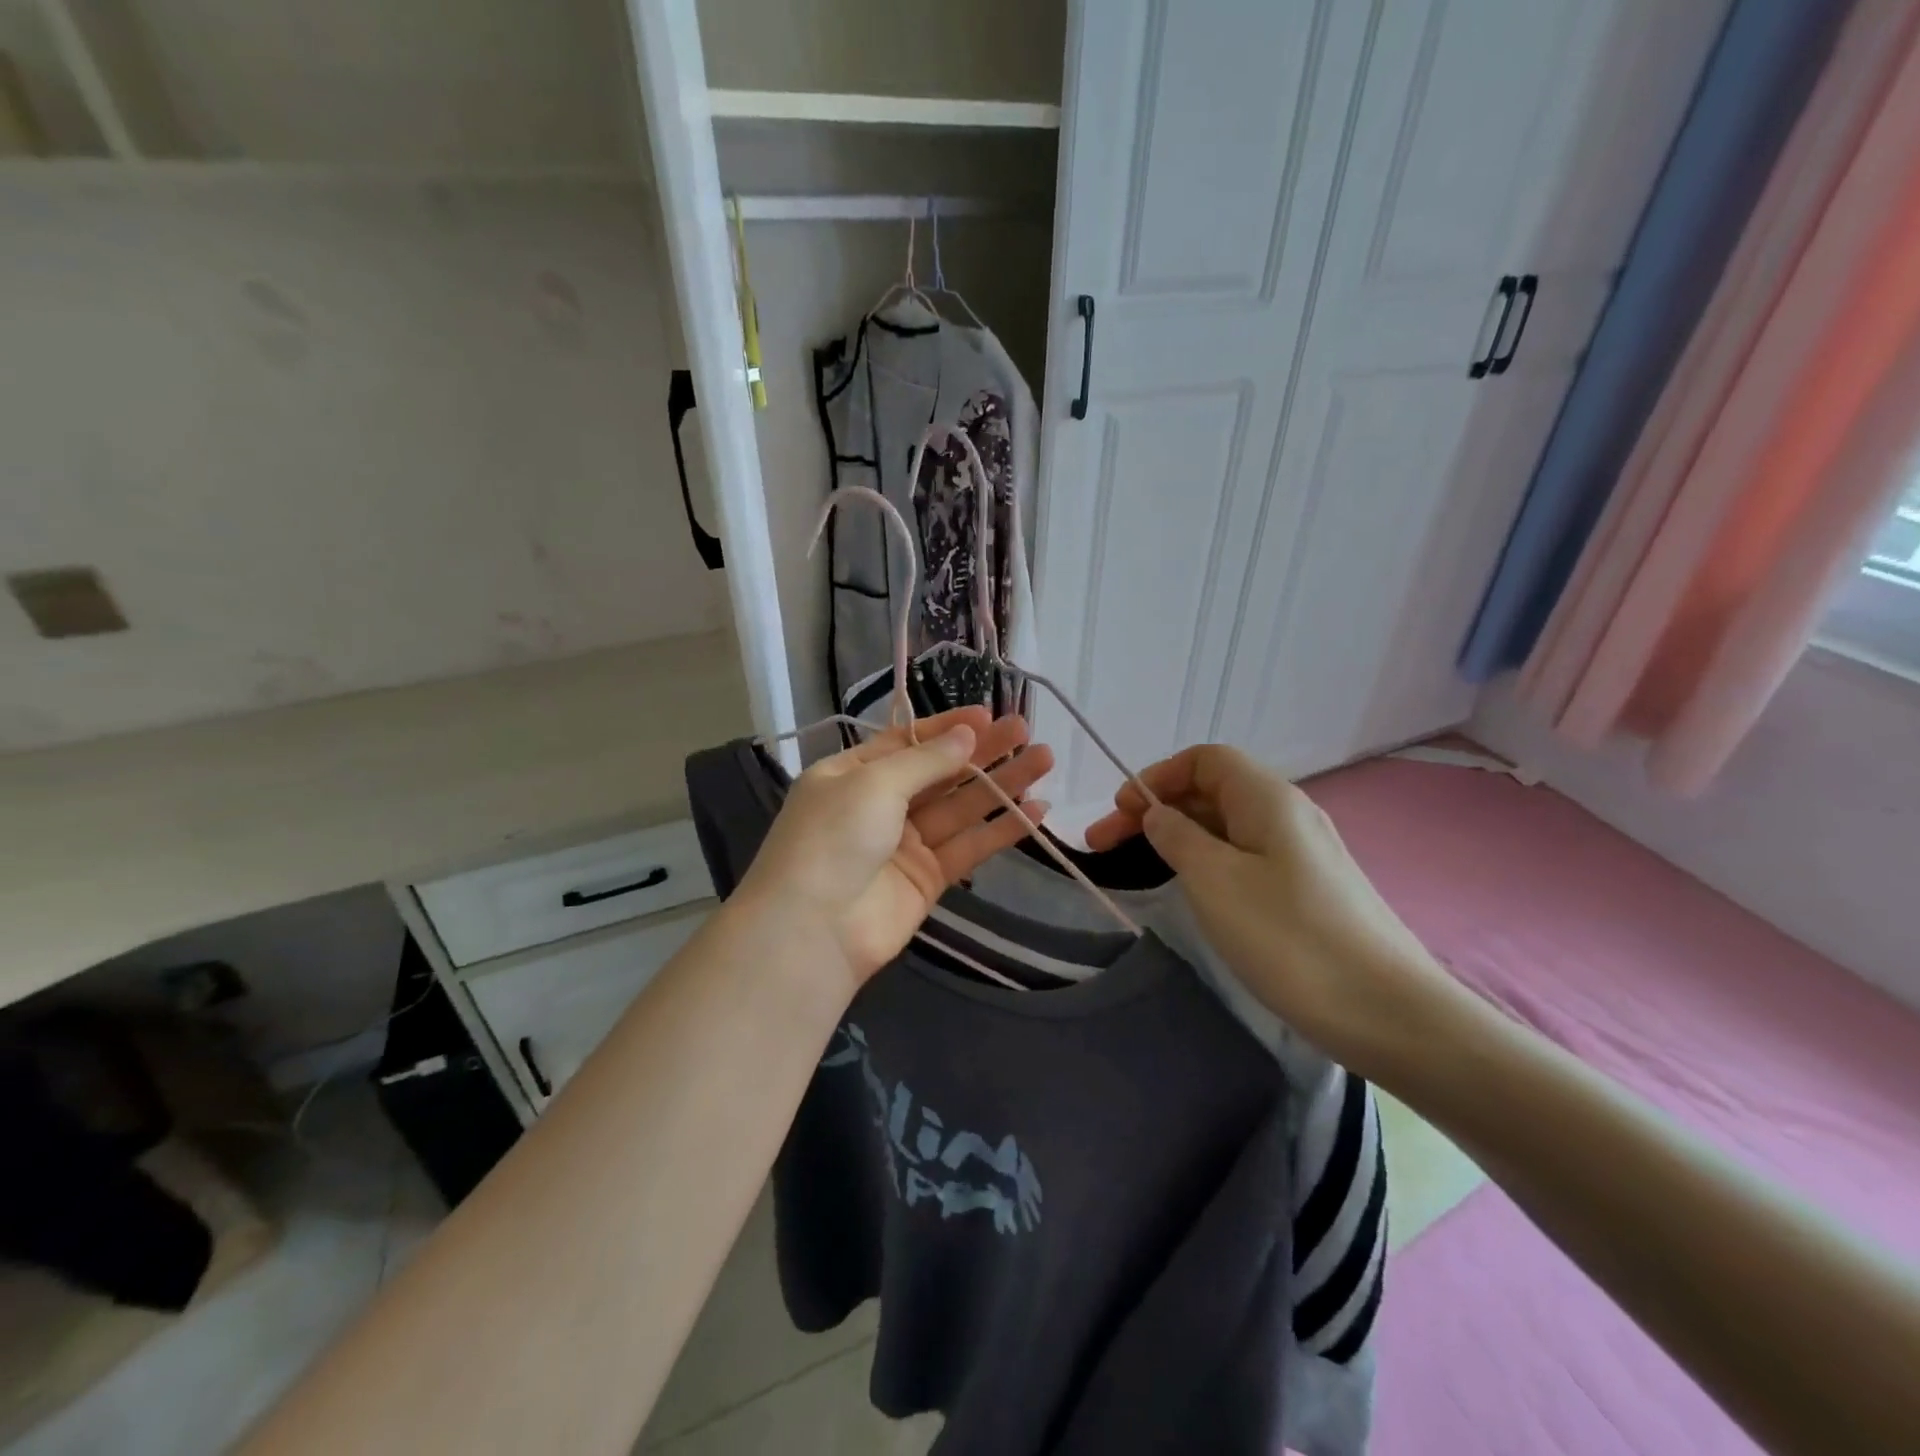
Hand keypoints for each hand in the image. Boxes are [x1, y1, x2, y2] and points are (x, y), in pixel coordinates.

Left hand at [735, 707, 1052, 993]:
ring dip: (1001, 784)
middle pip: (940, 772)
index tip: (988, 715)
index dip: (947, 728)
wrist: (812, 931)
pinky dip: (1002, 830)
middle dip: (982, 751)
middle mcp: (879, 805)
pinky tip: (1037, 810)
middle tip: (1025, 730)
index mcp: (852, 774)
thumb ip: (925, 760)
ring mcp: (905, 844)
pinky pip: (969, 846)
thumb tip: (966, 735)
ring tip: (1044, 759)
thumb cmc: (833, 838)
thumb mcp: (873, 784)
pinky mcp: (929, 879)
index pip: (906, 741)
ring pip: (961, 807)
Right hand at [1085, 744, 1447, 1073]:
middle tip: (1104, 846)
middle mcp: (1288, 815)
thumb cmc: (1290, 937)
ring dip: (1178, 838)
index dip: (1157, 776)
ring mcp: (1302, 856)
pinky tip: (1192, 891)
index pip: (1205, 760)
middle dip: (1156, 810)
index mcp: (1268, 799)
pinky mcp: (1308, 892)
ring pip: (1227, 828)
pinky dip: (1207, 863)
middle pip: (1212, 792)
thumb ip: (1177, 837)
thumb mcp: (1215, 880)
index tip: (1120, 812)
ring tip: (1138, 867)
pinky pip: (1245, 859)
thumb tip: (1157, 814)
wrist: (1389, 1014)